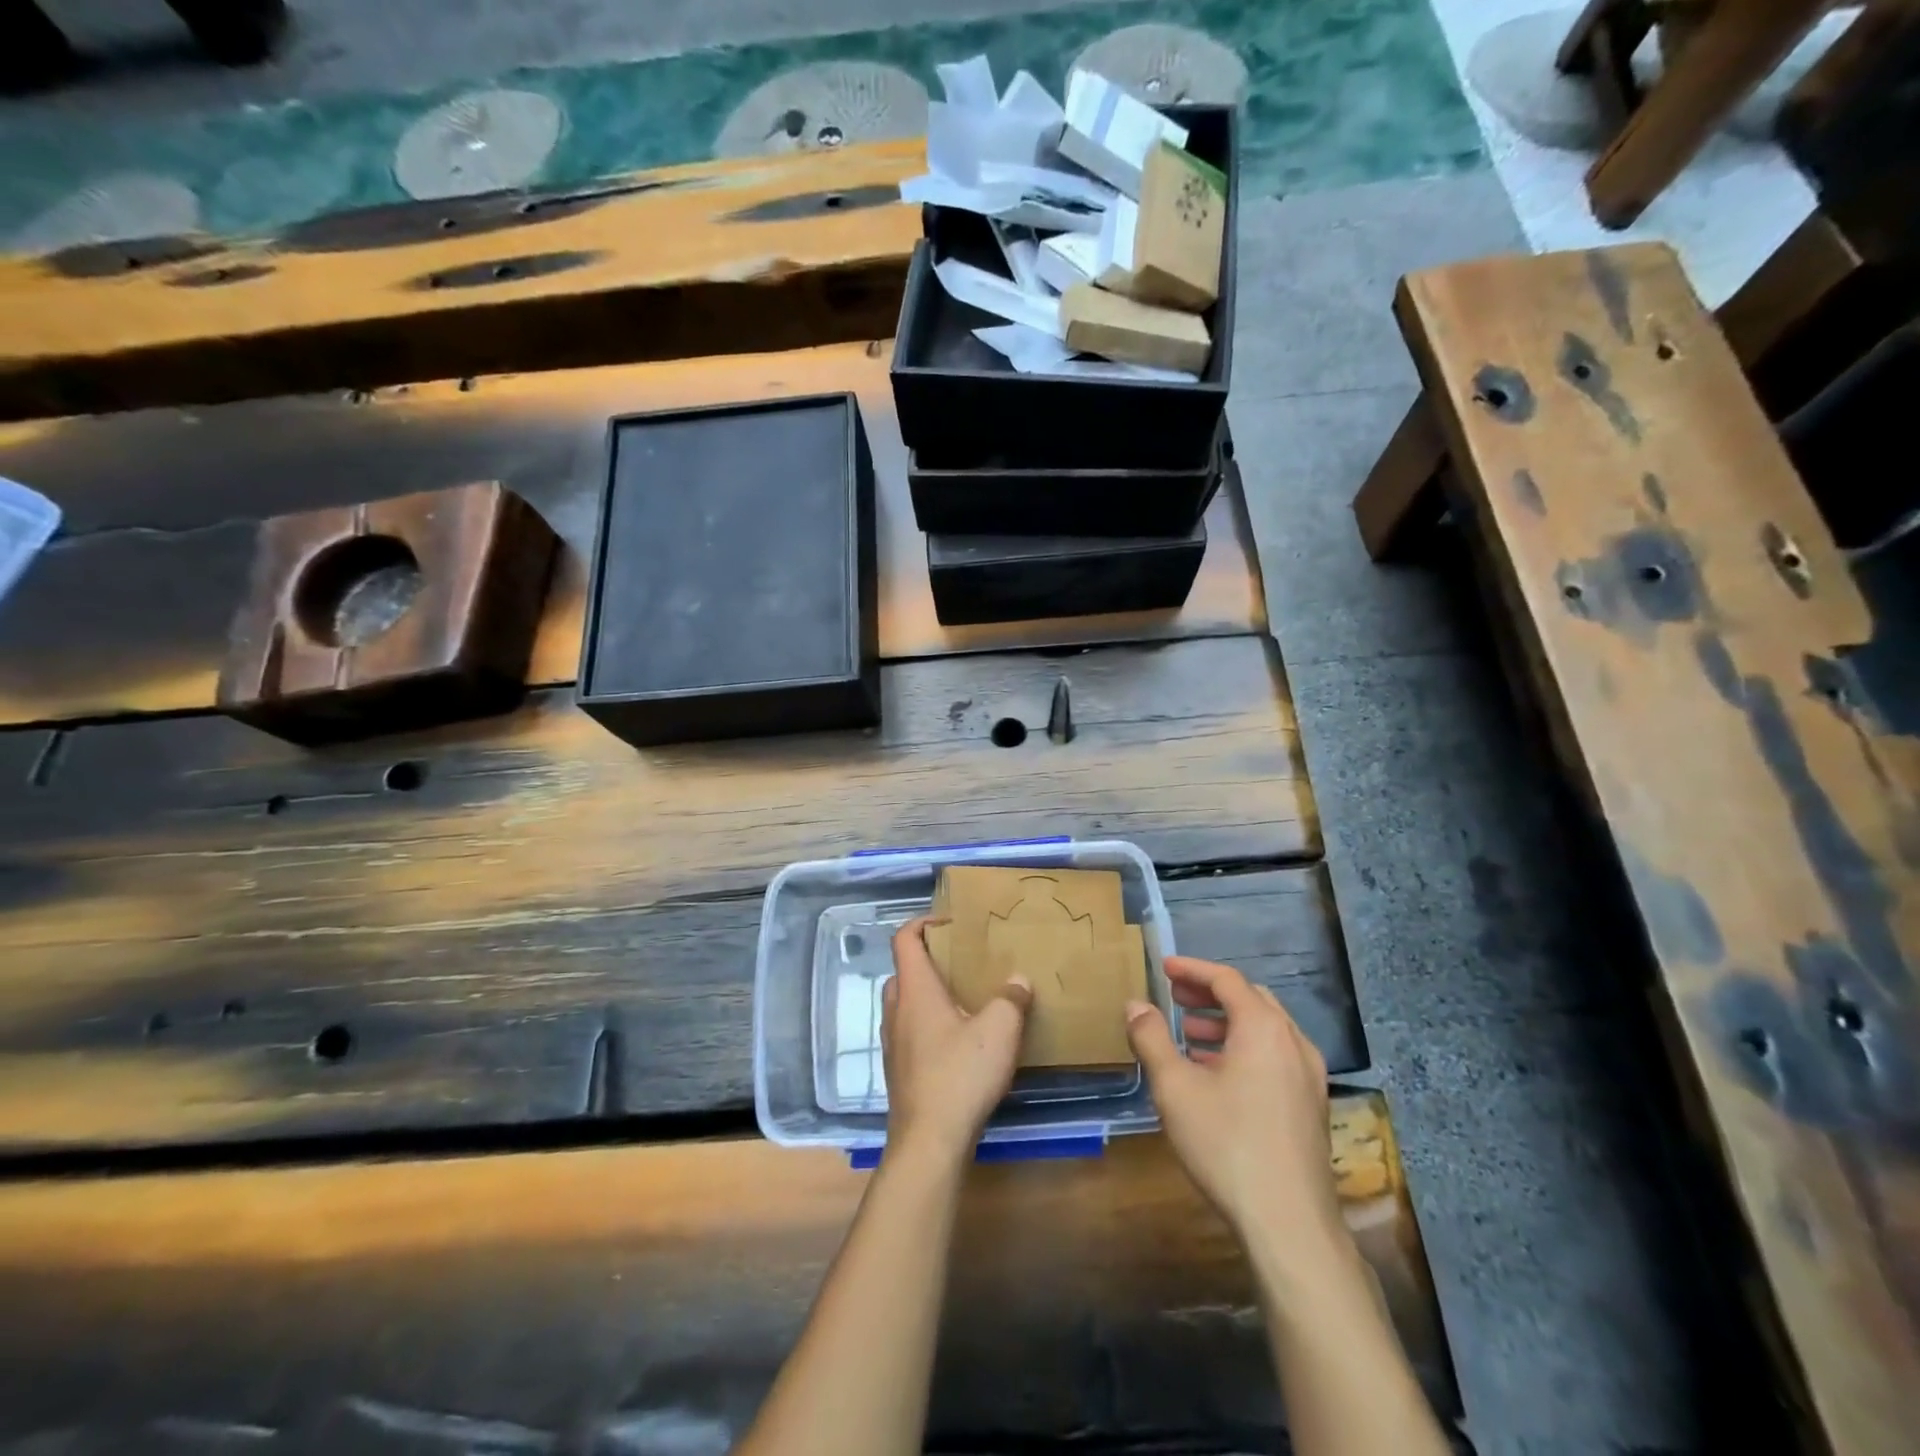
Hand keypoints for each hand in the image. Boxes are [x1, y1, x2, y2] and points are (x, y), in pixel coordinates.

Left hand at [881, 917, 1031, 1162]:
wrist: (928, 1141)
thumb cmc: (960, 1074)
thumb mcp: (999, 1031)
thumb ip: (1011, 1000)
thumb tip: (1018, 980)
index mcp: (915, 990)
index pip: (904, 940)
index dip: (922, 923)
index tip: (948, 923)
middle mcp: (897, 1010)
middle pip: (904, 971)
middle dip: (928, 962)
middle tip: (960, 964)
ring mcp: (893, 1043)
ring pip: (905, 1004)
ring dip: (928, 996)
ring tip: (964, 1002)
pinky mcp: (898, 1071)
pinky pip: (910, 1033)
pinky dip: (928, 1026)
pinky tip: (958, 1044)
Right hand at [1126, 957, 1345, 1261]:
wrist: (1290, 1225)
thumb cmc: (1227, 1145)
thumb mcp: (1175, 1087)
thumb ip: (1151, 1038)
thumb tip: (1135, 1005)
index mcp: (1264, 1028)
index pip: (1227, 980)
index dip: (1192, 969)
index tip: (1164, 968)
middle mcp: (1293, 1043)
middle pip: (1250, 1000)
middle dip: (1210, 994)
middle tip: (1175, 998)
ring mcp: (1309, 1077)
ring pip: (1265, 1031)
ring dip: (1226, 1024)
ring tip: (1189, 1037)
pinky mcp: (1311, 1107)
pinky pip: (1275, 1058)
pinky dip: (1244, 1050)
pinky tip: (1217, 1076)